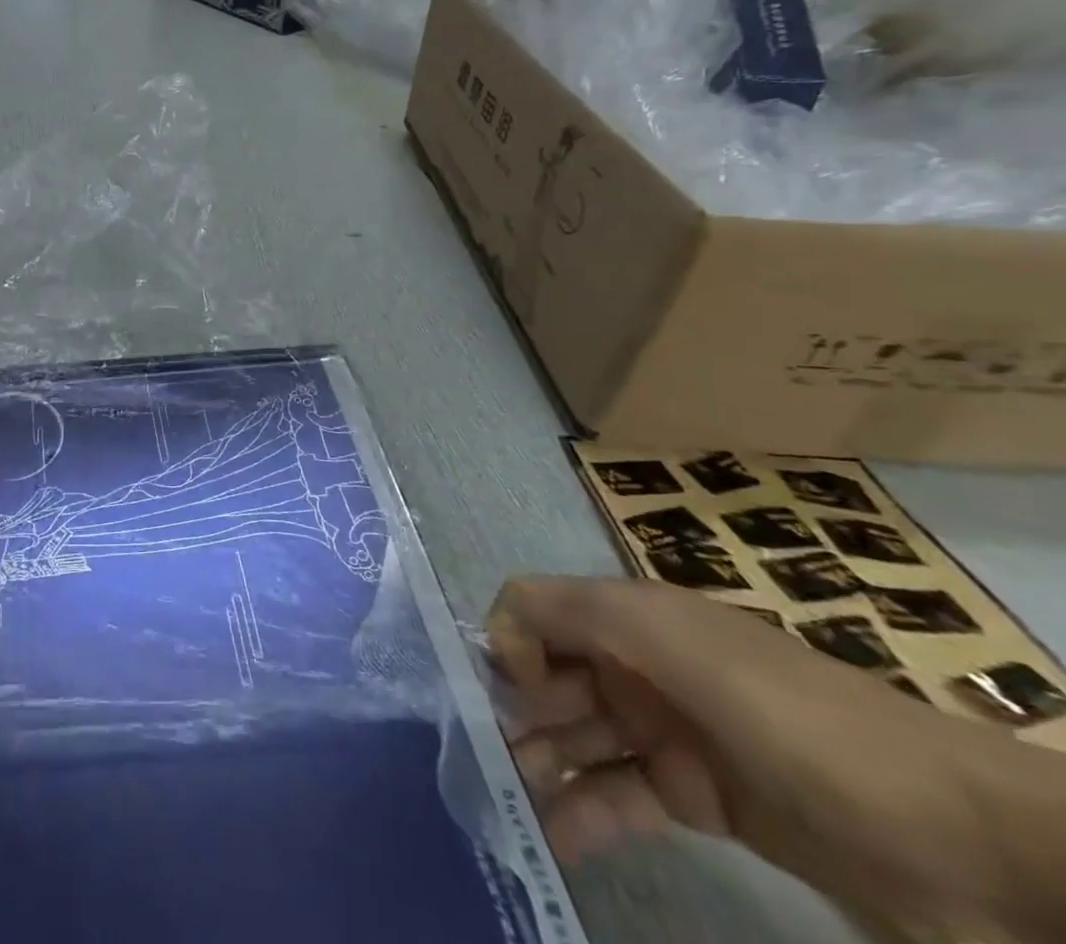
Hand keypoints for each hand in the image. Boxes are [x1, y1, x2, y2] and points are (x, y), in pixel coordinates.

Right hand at [489, 577, 1065, 940]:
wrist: (959, 840)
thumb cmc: (792, 719)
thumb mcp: (674, 642)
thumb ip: (575, 614)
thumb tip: (499, 630)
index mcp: (635, 616)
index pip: (538, 609)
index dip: (510, 641)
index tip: (510, 693)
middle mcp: (642, 664)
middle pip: (552, 674)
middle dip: (514, 710)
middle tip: (489, 761)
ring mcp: (671, 732)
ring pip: (580, 737)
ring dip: (540, 762)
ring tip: (509, 802)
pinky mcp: (698, 797)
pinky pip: (621, 795)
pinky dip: (585, 813)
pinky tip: (556, 839)